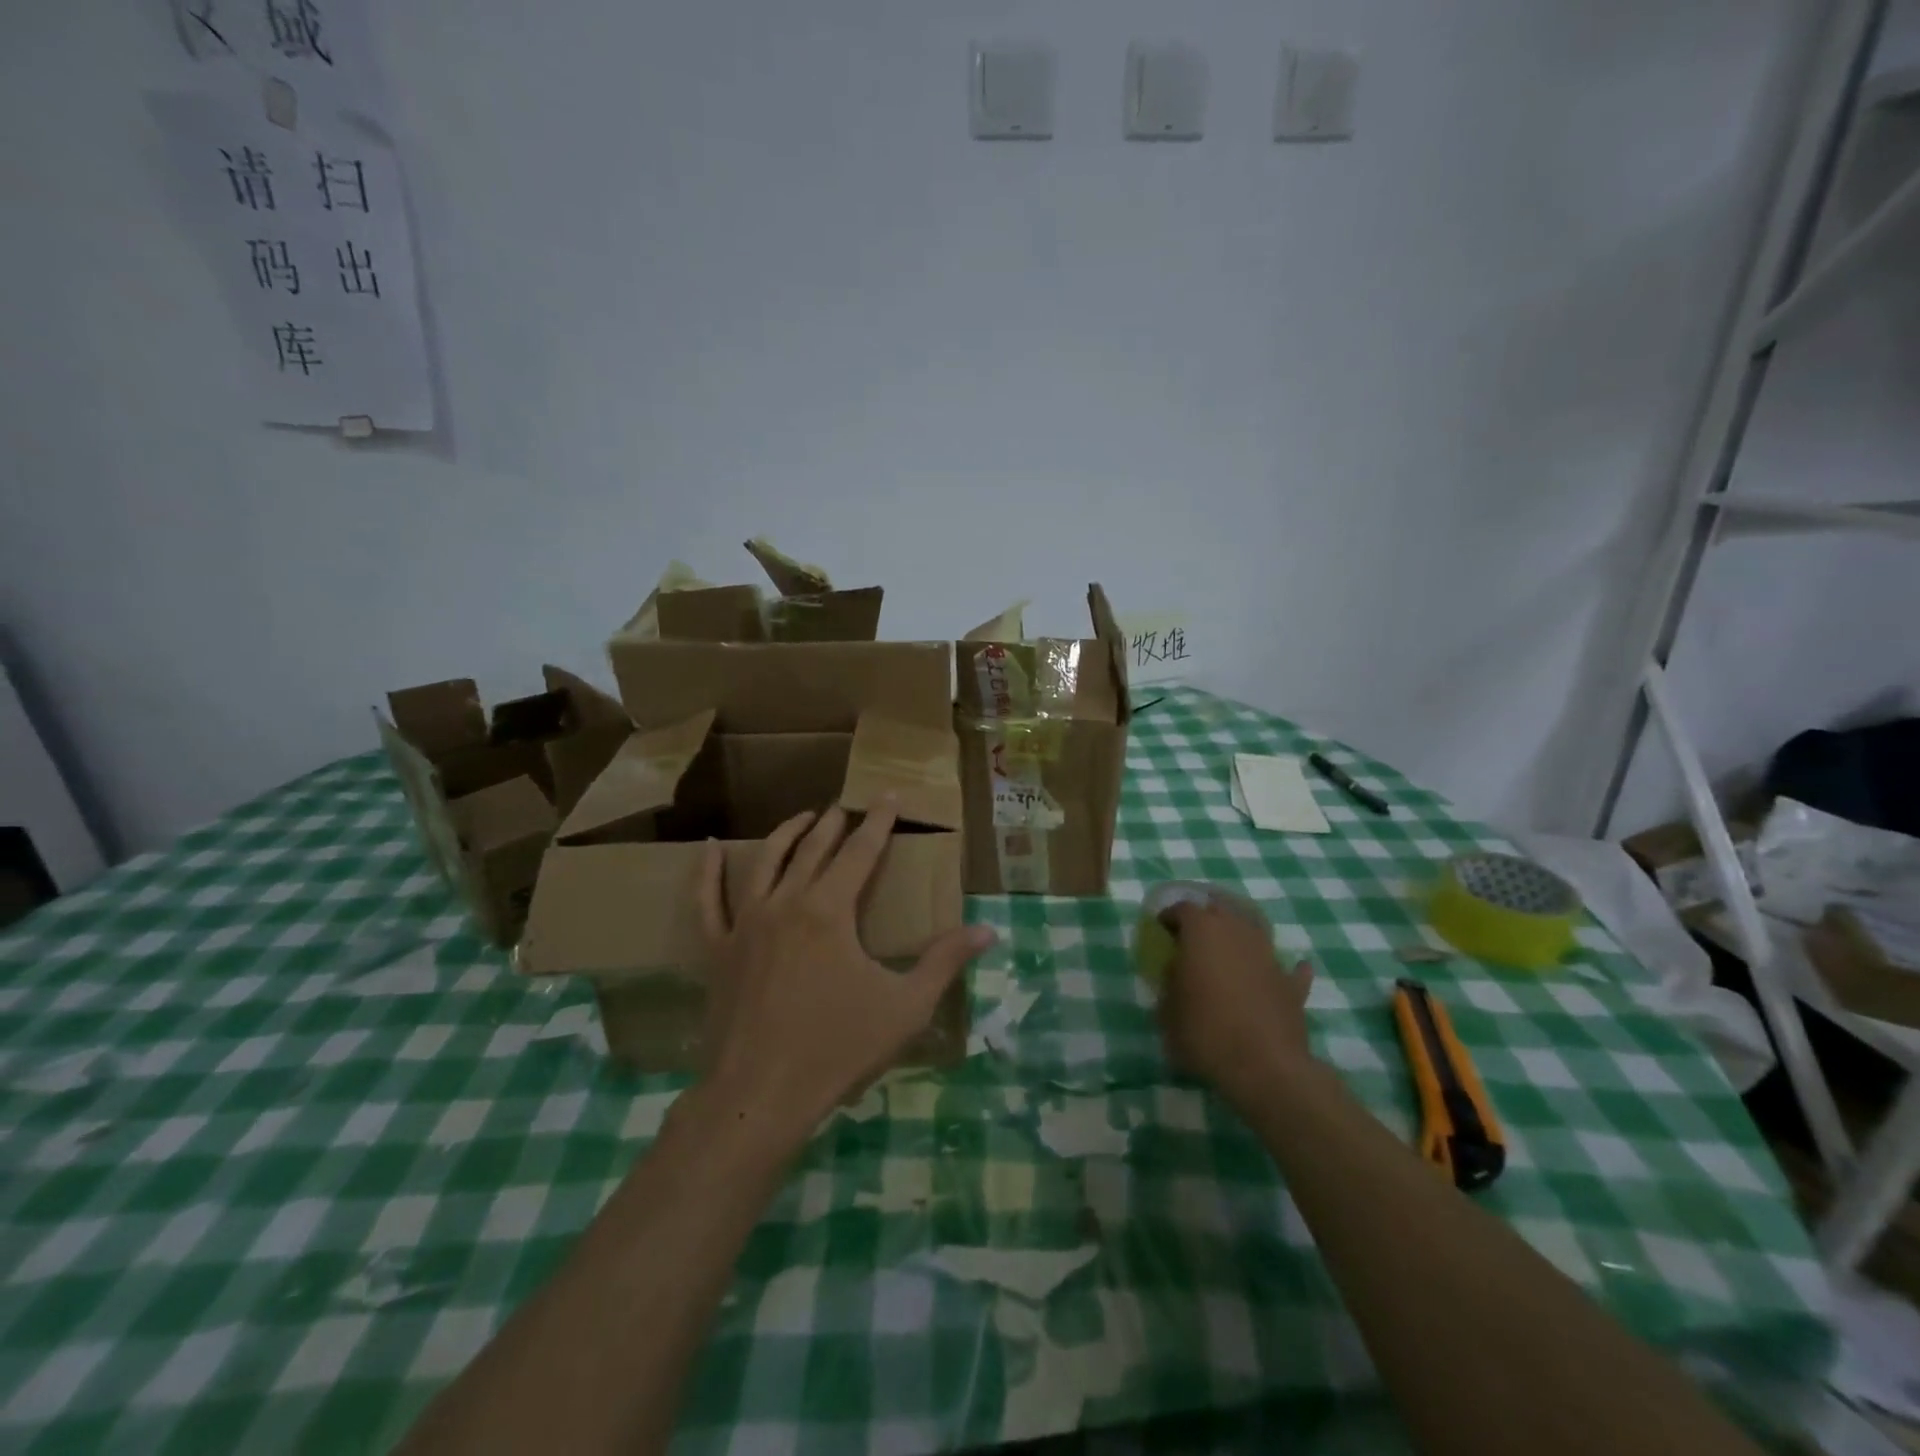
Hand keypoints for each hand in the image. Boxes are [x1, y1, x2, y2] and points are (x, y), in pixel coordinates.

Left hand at [696, 800, 994, 1143]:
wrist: (761, 1095)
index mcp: (830, 910)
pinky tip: (710, 846)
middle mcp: (786, 903)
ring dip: (787, 833)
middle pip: (813, 849)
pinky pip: (708, 900)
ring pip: (766, 862)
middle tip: (848, 805)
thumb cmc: (838, 1048)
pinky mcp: (718, 949)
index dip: (878, 822)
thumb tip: (987, 931)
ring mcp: (746, 923)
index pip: (860, 851)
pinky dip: (708, 871)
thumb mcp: (905, 1006)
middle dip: (834, 823)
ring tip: (804, 817)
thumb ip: (944, 962)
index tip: (888, 796)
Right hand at [1159, 898, 1314, 1109]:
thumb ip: (1169, 983)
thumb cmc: (1206, 1032)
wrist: (1265, 1067)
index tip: (1161, 930)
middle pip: (1220, 909)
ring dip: (1240, 935)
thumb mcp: (1167, 1010)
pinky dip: (1278, 968)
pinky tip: (1276, 973)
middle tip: (1192, 935)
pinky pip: (1286, 968)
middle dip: (1205, 917)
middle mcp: (1237, 931)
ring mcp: (1269, 955)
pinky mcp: (1291, 984)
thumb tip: (1175, 973)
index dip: (1169, 917)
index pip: (1182, 908)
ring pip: (1254, 929)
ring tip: (1228, 950)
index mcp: (1202, 930)